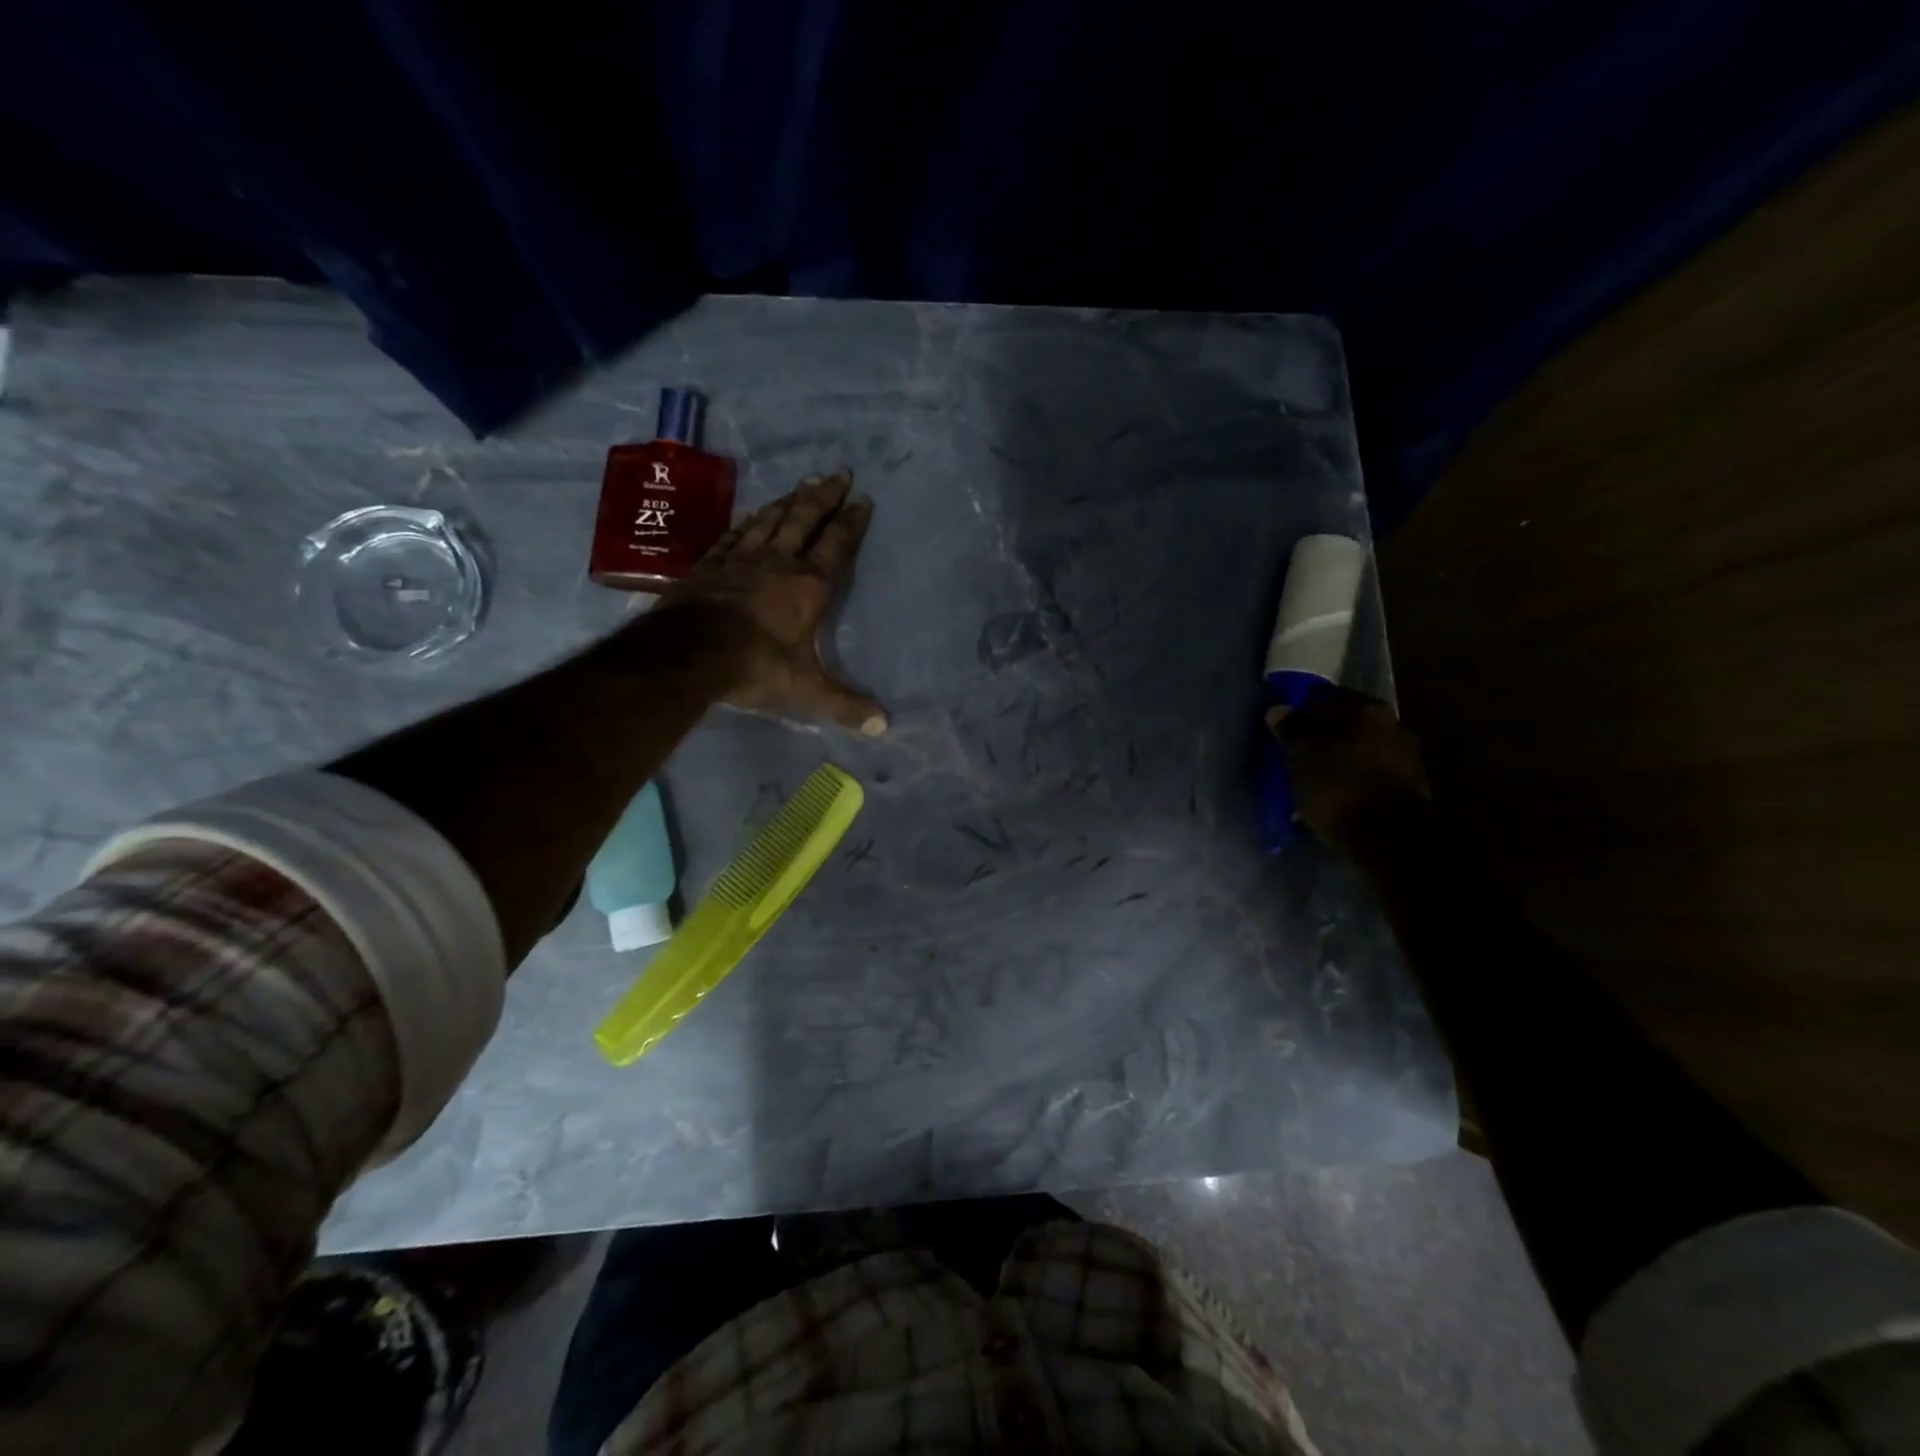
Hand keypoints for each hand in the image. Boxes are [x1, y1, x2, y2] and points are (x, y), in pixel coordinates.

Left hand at [664, 468, 887, 734]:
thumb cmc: (755, 666)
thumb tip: (884, 727)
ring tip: (804, 484)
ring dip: (790, 500)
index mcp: (808, 587)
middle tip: (839, 473)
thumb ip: (844, 704)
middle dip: (824, 496)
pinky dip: (750, 520)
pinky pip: (735, 533)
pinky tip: (754, 514)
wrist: (688, 652)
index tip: (863, 499)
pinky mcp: (711, 563)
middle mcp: (779, 563)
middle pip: (804, 519)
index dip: (851, 522)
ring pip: (771, 519)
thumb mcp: (805, 690)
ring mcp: (741, 559)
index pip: (836, 546)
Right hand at [1269, 686, 1429, 857]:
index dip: (1299, 714)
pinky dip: (1354, 780)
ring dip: (1340, 760)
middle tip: (1298, 757)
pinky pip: (1372, 774)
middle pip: (1346, 725)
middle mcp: (1393, 725)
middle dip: (1322, 738)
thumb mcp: (1301, 757)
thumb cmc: (1338, 788)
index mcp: (1365, 709)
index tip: (1283, 733)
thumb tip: (1279, 710)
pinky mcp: (1412, 788)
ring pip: (1360, 750)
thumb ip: (1291, 730)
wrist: (1390, 840)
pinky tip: (1339, 797)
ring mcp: (1407, 757)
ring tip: (1316, 782)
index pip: (1322, 699)